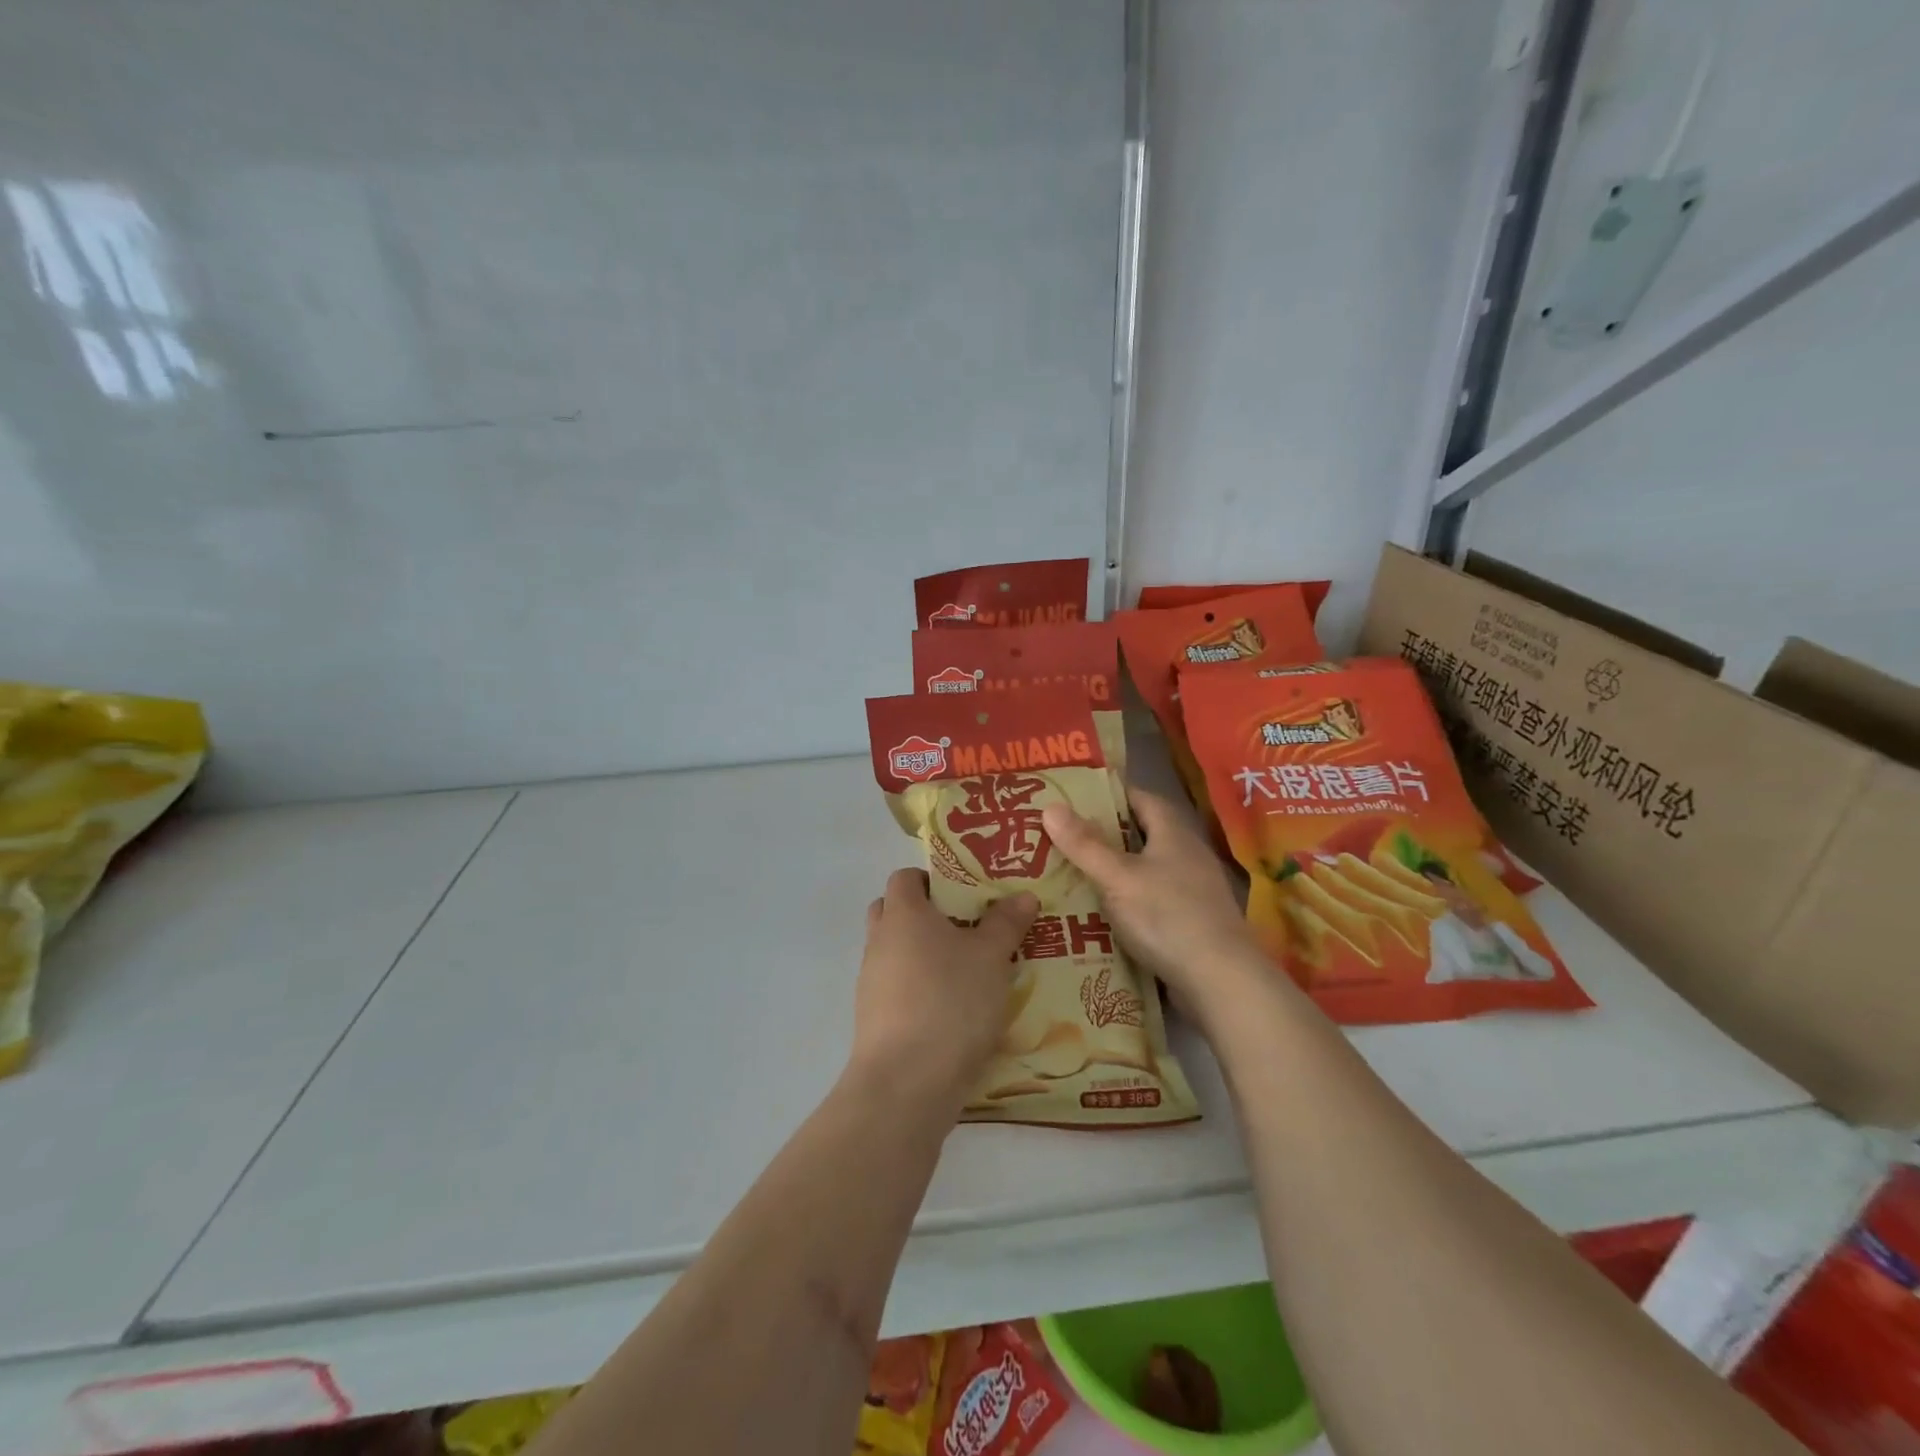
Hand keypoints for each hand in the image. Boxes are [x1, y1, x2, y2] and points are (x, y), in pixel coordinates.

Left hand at [849, 868, 1037, 1110]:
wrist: (906, 1083)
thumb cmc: (950, 1001)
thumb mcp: (991, 957)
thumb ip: (1006, 923)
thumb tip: (1023, 895)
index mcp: (902, 914)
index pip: (905, 877)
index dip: (932, 879)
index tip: (965, 894)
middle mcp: (879, 941)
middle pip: (893, 912)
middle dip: (926, 916)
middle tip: (967, 928)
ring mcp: (871, 982)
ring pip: (895, 953)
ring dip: (923, 956)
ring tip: (968, 971)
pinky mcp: (873, 1019)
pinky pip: (896, 989)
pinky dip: (918, 990)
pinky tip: (953, 1010)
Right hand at [1041, 787, 1269, 1024]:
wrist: (1221, 980)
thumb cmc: (1166, 916)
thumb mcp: (1117, 877)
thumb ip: (1084, 844)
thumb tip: (1050, 806)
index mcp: (1173, 834)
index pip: (1141, 798)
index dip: (1110, 795)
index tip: (1075, 799)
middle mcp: (1187, 855)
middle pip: (1142, 835)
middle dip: (1105, 836)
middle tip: (1063, 839)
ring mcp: (1193, 891)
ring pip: (1146, 870)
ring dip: (1115, 872)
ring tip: (1074, 876)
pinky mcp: (1192, 923)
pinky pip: (1153, 901)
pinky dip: (1128, 902)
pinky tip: (1102, 916)